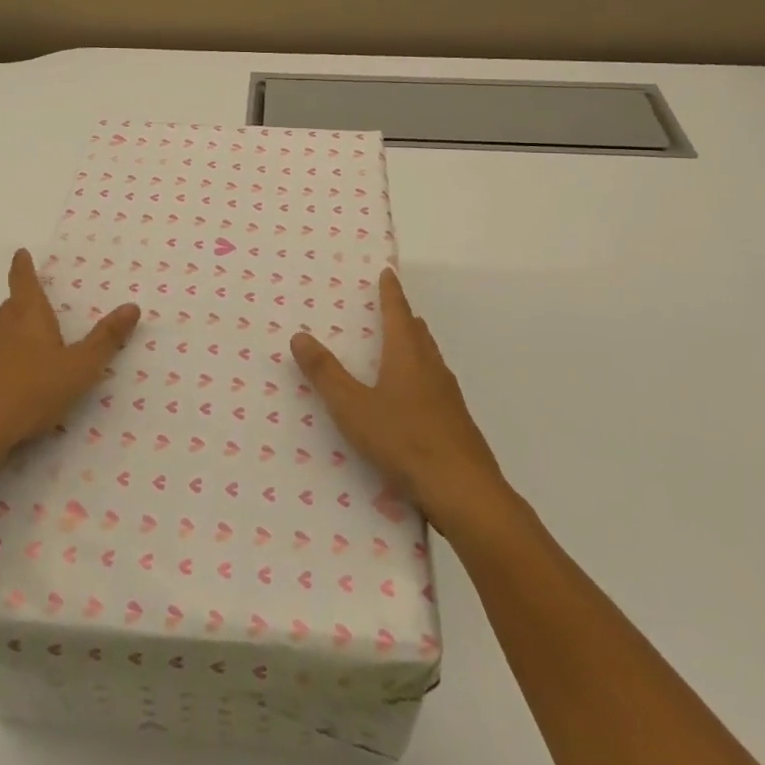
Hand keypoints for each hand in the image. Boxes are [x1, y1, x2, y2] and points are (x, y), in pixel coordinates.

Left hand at [0, 249, 140, 464]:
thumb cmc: (32, 392)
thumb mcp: (80, 368)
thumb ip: (106, 339)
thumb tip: (132, 306)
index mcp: (28, 317)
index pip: (24, 281)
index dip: (24, 266)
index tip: (20, 253)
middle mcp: (0, 328)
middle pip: (11, 307)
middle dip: (23, 303)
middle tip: (37, 306)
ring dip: (11, 334)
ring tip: (29, 348)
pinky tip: (8, 383)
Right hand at [291, 269, 507, 534]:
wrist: (464, 491)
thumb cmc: (404, 441)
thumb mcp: (353, 408)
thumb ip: (325, 374)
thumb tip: (300, 336)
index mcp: (407, 356)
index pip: (397, 313)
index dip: (391, 292)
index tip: (388, 272)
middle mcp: (431, 368)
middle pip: (418, 333)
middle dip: (404, 317)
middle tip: (391, 307)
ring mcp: (448, 396)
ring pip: (429, 358)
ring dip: (415, 345)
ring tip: (401, 345)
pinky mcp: (456, 422)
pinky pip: (435, 384)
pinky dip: (421, 374)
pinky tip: (413, 397)